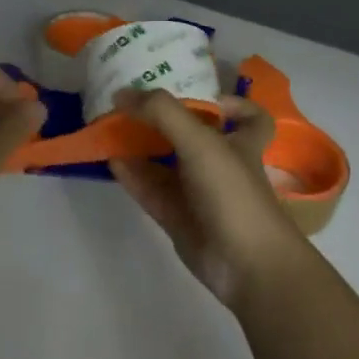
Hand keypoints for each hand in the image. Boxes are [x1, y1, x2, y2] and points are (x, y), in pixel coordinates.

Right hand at [109, 89, 318, 310]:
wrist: (246, 264)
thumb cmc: (233, 192)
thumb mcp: (200, 141)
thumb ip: (162, 112)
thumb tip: (122, 93)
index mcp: (240, 142)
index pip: (247, 117)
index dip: (232, 103)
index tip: (203, 96)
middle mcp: (220, 164)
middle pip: (193, 136)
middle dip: (165, 121)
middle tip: (132, 103)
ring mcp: (197, 193)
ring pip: (166, 163)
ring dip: (141, 145)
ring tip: (110, 126)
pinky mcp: (177, 217)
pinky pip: (150, 189)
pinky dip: (132, 174)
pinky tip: (110, 159)